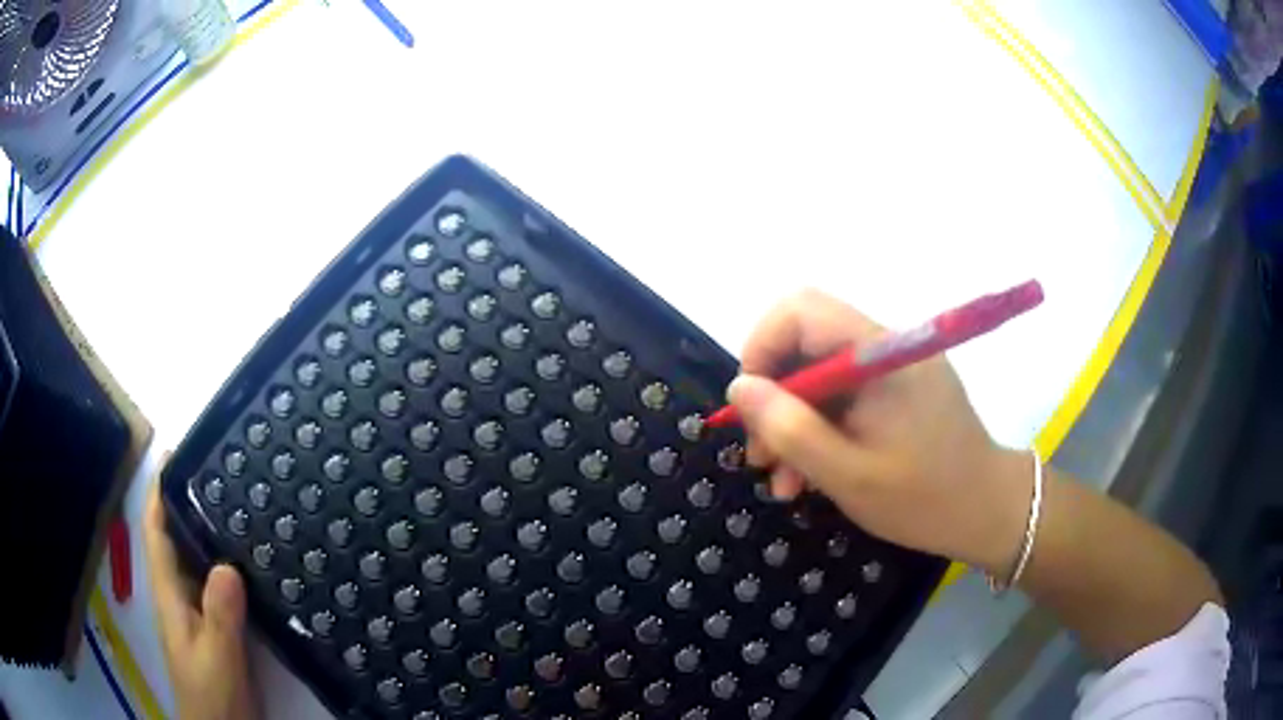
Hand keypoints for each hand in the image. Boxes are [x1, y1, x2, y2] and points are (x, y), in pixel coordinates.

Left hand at [144, 479, 259, 719]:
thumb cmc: (211, 695)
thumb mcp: (216, 657)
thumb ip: (219, 615)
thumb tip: (227, 565)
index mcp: (171, 595)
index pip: (157, 533)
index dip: (160, 493)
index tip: (176, 456)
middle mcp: (182, 595)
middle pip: (180, 538)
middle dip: (191, 502)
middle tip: (222, 473)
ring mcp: (202, 612)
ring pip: (203, 561)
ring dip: (214, 532)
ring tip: (242, 504)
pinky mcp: (222, 627)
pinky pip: (225, 586)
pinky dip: (234, 566)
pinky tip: (256, 559)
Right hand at [727, 289, 1028, 573]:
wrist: (989, 512)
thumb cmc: (924, 498)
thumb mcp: (848, 475)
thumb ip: (790, 430)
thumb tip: (740, 388)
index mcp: (880, 353)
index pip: (802, 310)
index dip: (762, 346)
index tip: (750, 405)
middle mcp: (886, 347)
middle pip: (807, 343)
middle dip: (774, 397)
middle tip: (761, 457)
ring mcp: (894, 368)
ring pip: (821, 375)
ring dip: (793, 422)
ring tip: (783, 481)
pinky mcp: (899, 391)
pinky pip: (845, 395)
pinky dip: (821, 429)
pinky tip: (811, 474)